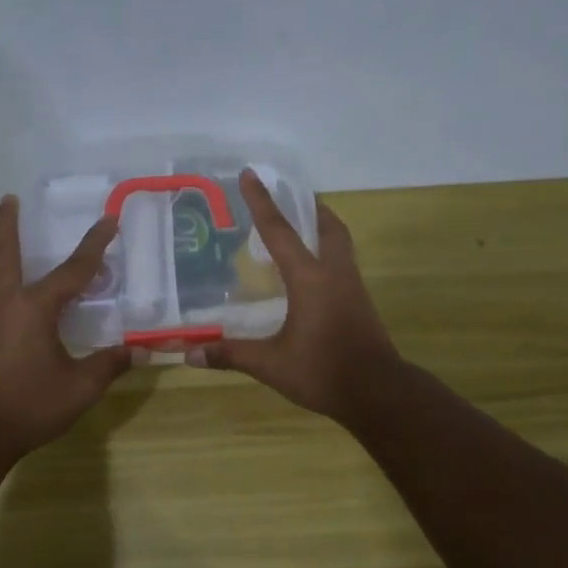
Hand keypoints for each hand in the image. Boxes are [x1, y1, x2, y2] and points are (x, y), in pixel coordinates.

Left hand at [0, 196, 131, 460]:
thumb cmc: (28, 405)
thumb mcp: (79, 388)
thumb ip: (109, 365)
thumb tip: (141, 351)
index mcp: (34, 309)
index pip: (73, 270)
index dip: (95, 246)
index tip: (110, 219)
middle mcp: (8, 304)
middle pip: (6, 255)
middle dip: (8, 226)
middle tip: (9, 198)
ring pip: (2, 275)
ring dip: (11, 252)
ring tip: (26, 241)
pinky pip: (4, 297)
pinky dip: (16, 283)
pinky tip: (31, 297)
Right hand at [189, 170, 403, 421]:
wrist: (378, 393)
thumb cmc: (323, 372)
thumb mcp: (271, 364)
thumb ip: (231, 354)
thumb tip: (188, 353)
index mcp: (310, 279)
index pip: (280, 231)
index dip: (262, 202)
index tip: (250, 174)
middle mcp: (334, 274)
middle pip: (328, 227)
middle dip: (310, 208)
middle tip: (292, 197)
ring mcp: (353, 288)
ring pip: (340, 244)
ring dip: (322, 229)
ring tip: (302, 229)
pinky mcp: (361, 304)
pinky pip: (343, 265)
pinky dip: (328, 255)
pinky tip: (313, 275)